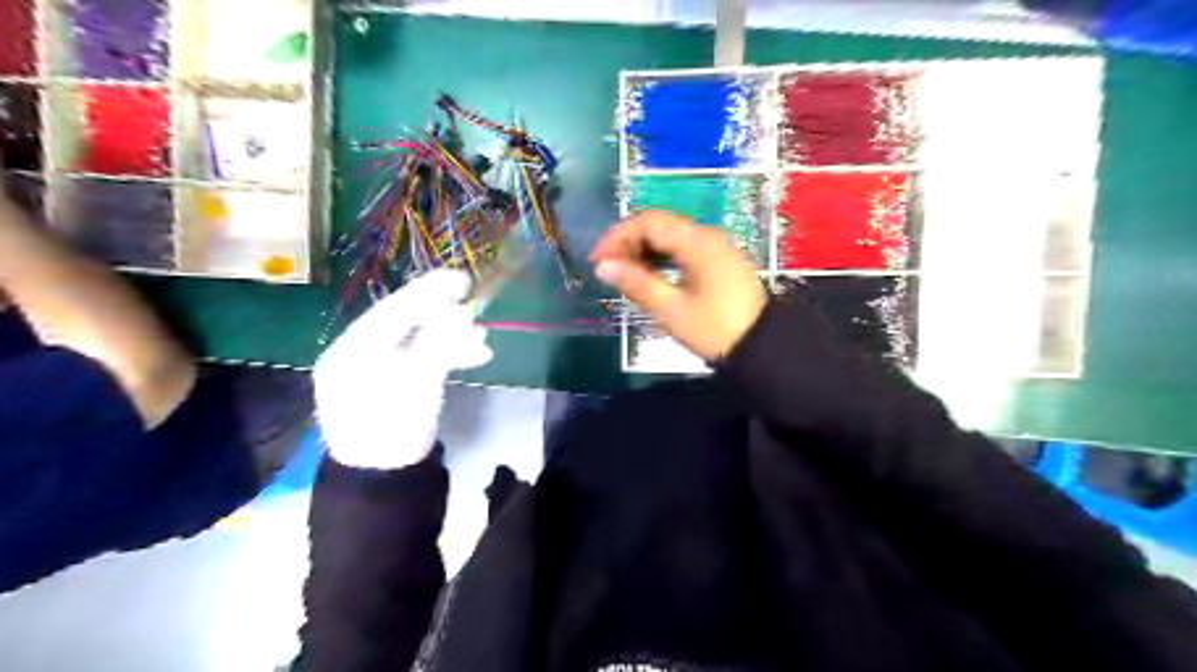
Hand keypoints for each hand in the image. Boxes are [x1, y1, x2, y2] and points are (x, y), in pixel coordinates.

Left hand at [315, 271, 492, 469]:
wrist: (383, 484)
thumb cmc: (394, 431)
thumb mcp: (418, 383)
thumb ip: (438, 343)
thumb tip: (462, 312)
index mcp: (351, 350)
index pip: (393, 309)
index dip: (429, 291)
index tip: (461, 279)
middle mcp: (357, 354)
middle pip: (405, 323)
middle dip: (445, 318)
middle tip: (476, 311)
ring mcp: (373, 371)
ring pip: (416, 341)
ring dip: (451, 339)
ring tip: (483, 342)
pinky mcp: (391, 385)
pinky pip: (419, 358)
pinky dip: (446, 355)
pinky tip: (471, 356)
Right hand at [588, 214, 765, 364]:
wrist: (761, 347)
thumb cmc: (715, 329)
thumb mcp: (671, 310)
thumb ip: (636, 284)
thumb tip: (602, 266)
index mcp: (697, 242)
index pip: (649, 222)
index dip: (617, 236)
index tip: (596, 260)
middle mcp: (707, 236)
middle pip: (659, 225)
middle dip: (628, 242)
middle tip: (606, 268)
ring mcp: (715, 247)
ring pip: (670, 237)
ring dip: (643, 250)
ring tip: (623, 274)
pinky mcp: (718, 261)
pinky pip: (683, 249)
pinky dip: (661, 258)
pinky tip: (649, 275)